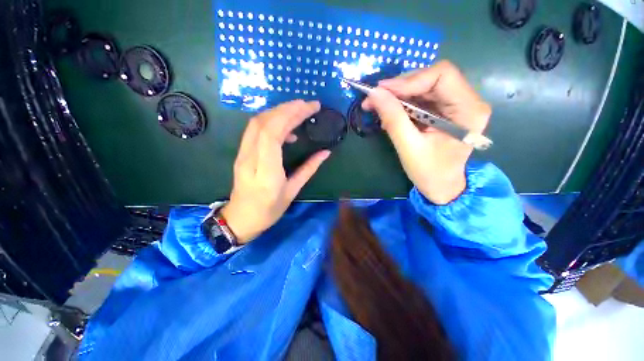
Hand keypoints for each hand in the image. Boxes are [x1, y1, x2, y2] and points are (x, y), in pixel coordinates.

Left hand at [220, 100, 330, 243]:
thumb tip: (325, 153)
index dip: (289, 115)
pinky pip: (254, 130)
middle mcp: (250, 159)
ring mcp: (242, 154)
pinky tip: (286, 129)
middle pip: (264, 123)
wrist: (240, 219)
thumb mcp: (292, 192)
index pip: (272, 134)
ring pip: (257, 123)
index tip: (309, 107)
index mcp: (266, 172)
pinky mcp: (241, 153)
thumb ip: (309, 169)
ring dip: (278, 112)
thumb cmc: (269, 210)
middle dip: (287, 109)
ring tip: (299, 111)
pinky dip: (271, 122)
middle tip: (308, 105)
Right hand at [362, 60, 490, 204]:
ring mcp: (456, 105)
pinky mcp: (444, 111)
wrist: (441, 187)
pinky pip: (421, 99)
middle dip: (400, 87)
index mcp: (469, 110)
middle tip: (375, 98)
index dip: (409, 80)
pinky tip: (390, 114)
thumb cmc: (429, 172)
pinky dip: (402, 104)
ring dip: (398, 95)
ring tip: (378, 107)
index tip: (381, 91)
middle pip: (431, 78)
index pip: (442, 75)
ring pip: (423, 87)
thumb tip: (374, 94)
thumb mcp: (409, 147)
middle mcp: (467, 101)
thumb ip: (393, 118)